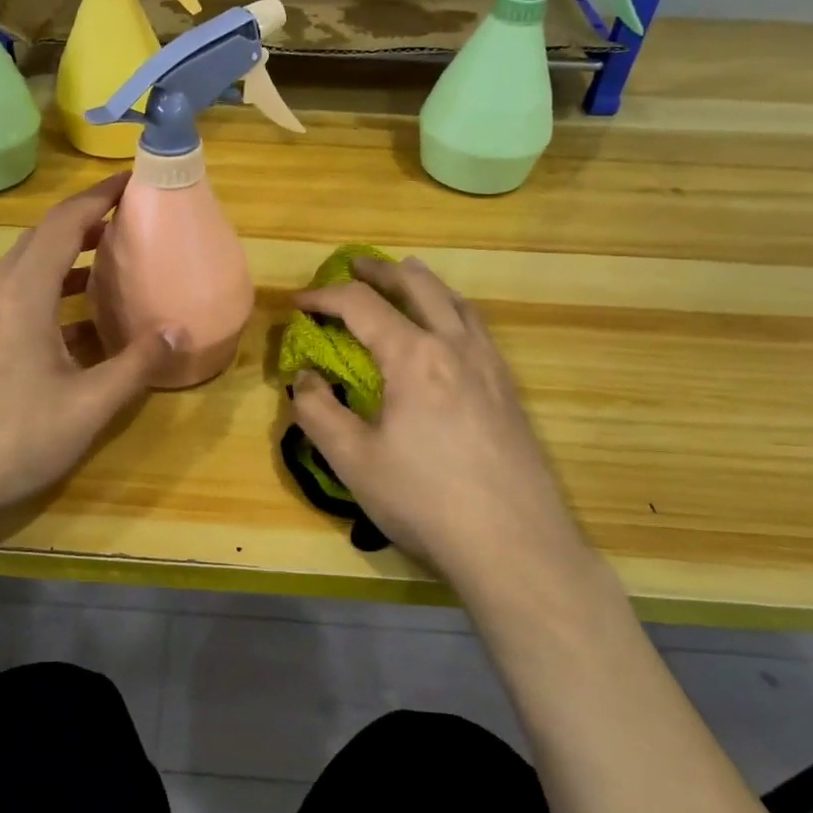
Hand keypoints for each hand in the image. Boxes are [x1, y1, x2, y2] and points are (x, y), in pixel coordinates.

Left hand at [0, 174, 177, 529]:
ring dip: (68, 258)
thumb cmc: (13, 436)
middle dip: (86, 222)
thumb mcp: (88, 404)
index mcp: (24, 292)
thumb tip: (180, 330)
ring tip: (110, 264)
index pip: (64, 223)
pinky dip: (52, 292)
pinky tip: (78, 326)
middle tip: (129, 221)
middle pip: (43, 238)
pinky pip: (18, 297)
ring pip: (28, 268)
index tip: (132, 180)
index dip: (99, 196)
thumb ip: (136, 364)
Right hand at [290, 256, 591, 590]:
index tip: (298, 303)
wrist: (515, 546)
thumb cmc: (425, 501)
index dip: (324, 296)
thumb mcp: (353, 460)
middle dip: (379, 271)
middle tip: (353, 267)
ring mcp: (490, 365)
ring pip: (455, 300)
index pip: (361, 304)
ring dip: (421, 284)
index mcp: (413, 356)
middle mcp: (455, 345)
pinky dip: (451, 310)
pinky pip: (476, 327)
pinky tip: (447, 333)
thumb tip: (305, 378)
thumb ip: (318, 411)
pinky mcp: (508, 389)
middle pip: (417, 284)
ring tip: (402, 283)